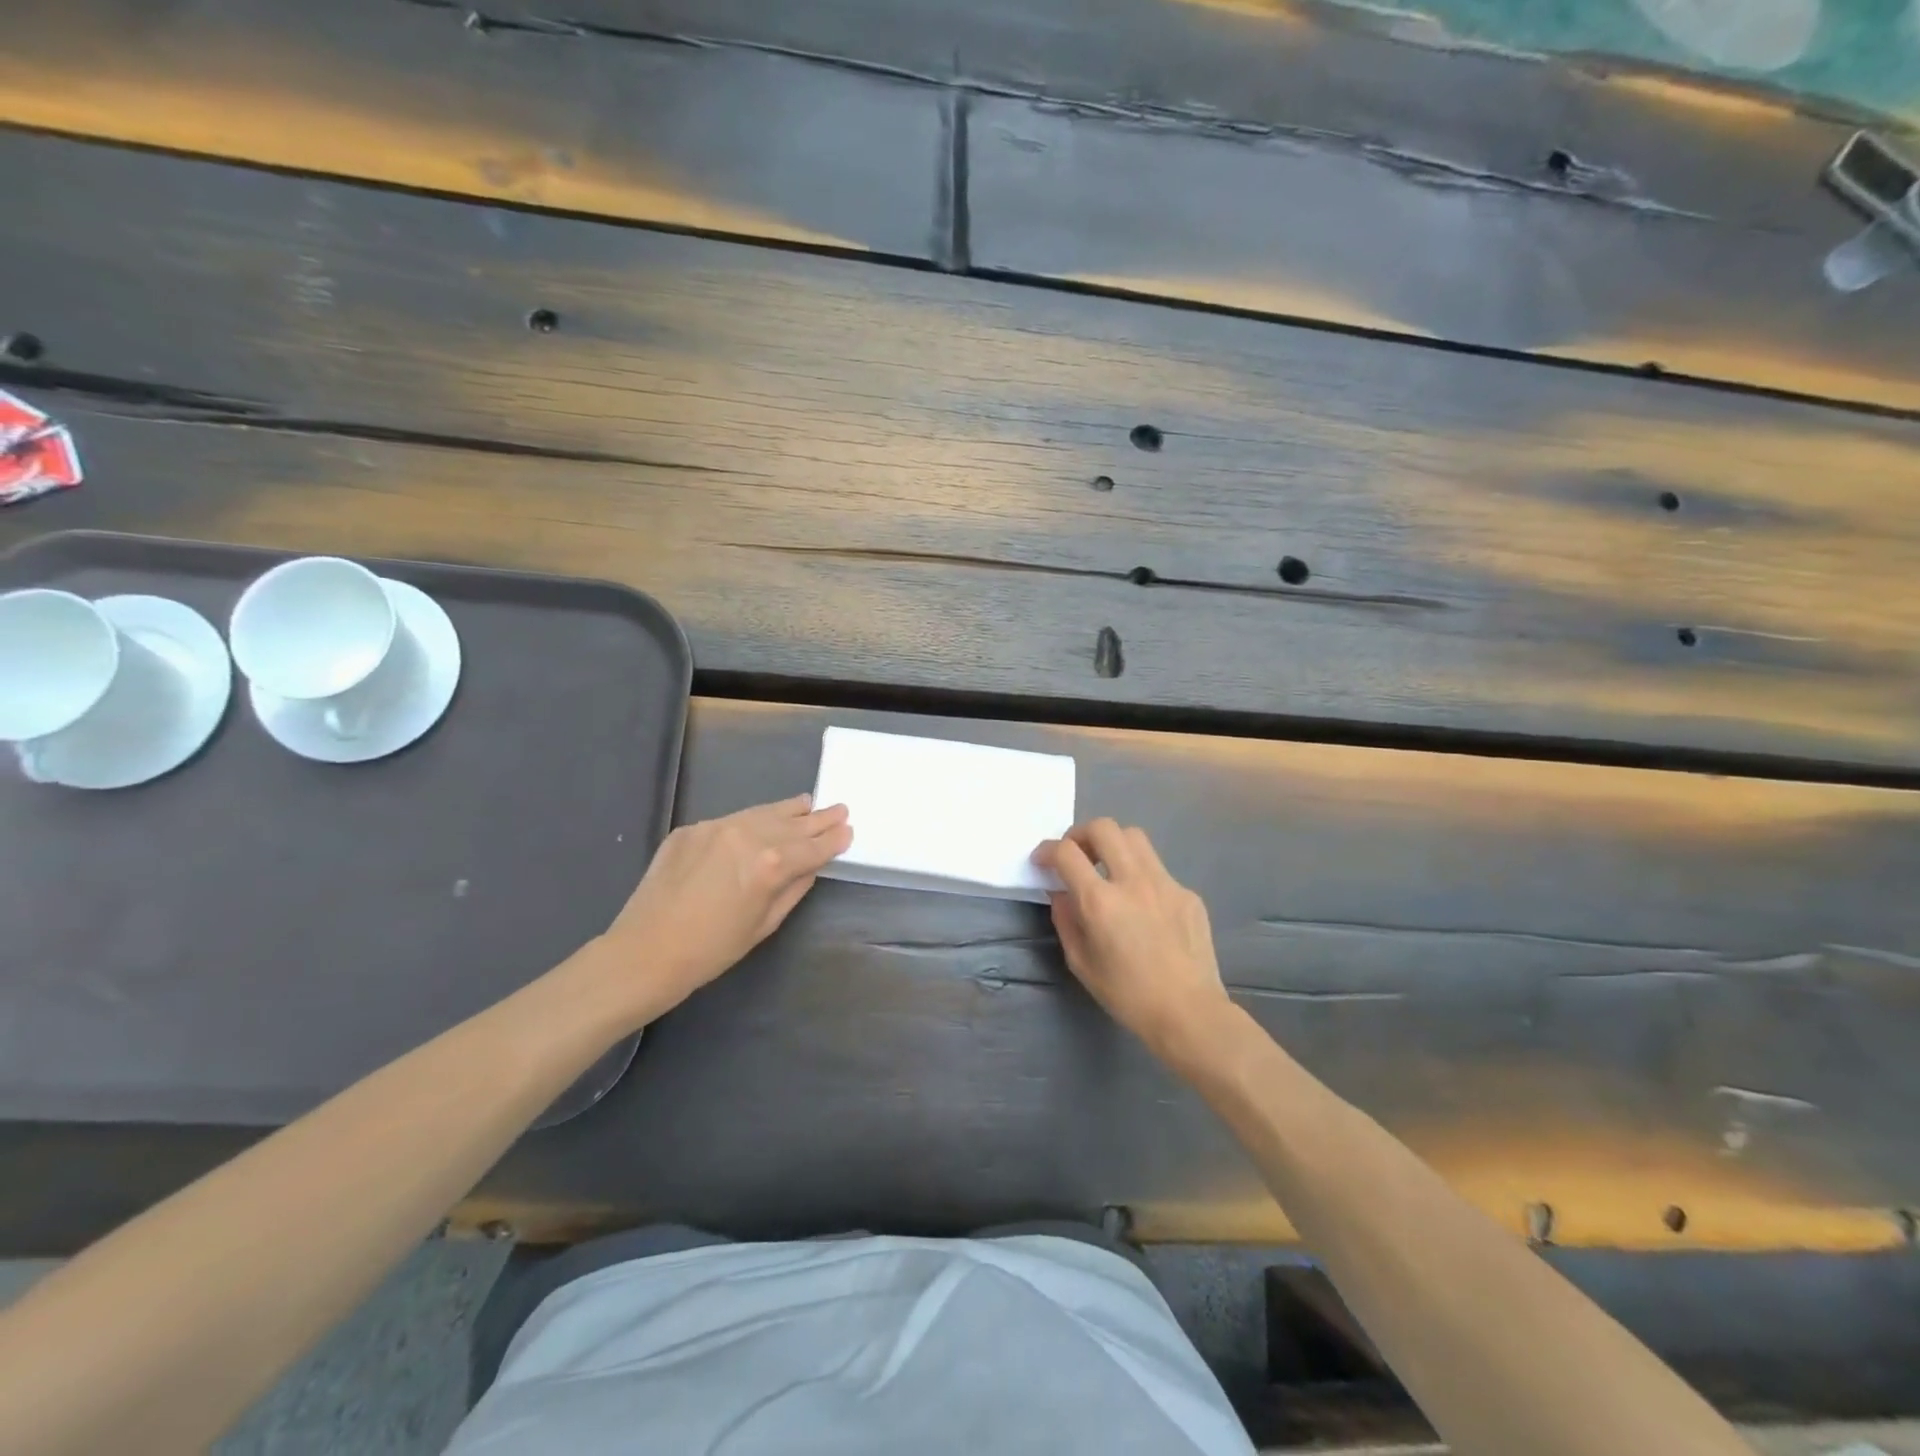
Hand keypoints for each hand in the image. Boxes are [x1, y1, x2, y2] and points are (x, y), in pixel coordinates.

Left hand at [600, 794, 851, 1021]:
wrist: (645, 951)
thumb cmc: (712, 951)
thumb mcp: (764, 924)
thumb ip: (793, 889)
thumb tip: (810, 866)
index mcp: (770, 865)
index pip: (812, 847)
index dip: (832, 839)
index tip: (848, 829)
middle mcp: (747, 836)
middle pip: (791, 823)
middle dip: (817, 818)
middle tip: (839, 809)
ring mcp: (716, 827)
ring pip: (762, 813)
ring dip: (788, 810)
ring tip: (806, 803)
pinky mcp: (691, 828)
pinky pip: (732, 820)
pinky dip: (752, 820)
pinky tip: (762, 821)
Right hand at [1033, 819, 1231, 1067]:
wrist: (1189, 1013)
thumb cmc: (1128, 995)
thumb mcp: (1081, 963)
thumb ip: (1066, 920)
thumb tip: (1061, 892)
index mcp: (1101, 901)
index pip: (1066, 853)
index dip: (1047, 850)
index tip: (1042, 860)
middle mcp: (1133, 881)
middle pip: (1103, 827)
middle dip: (1081, 834)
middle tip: (1076, 855)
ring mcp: (1165, 883)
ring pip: (1134, 837)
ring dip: (1113, 844)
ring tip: (1107, 868)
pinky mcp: (1187, 893)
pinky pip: (1157, 869)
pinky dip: (1140, 875)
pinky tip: (1142, 906)